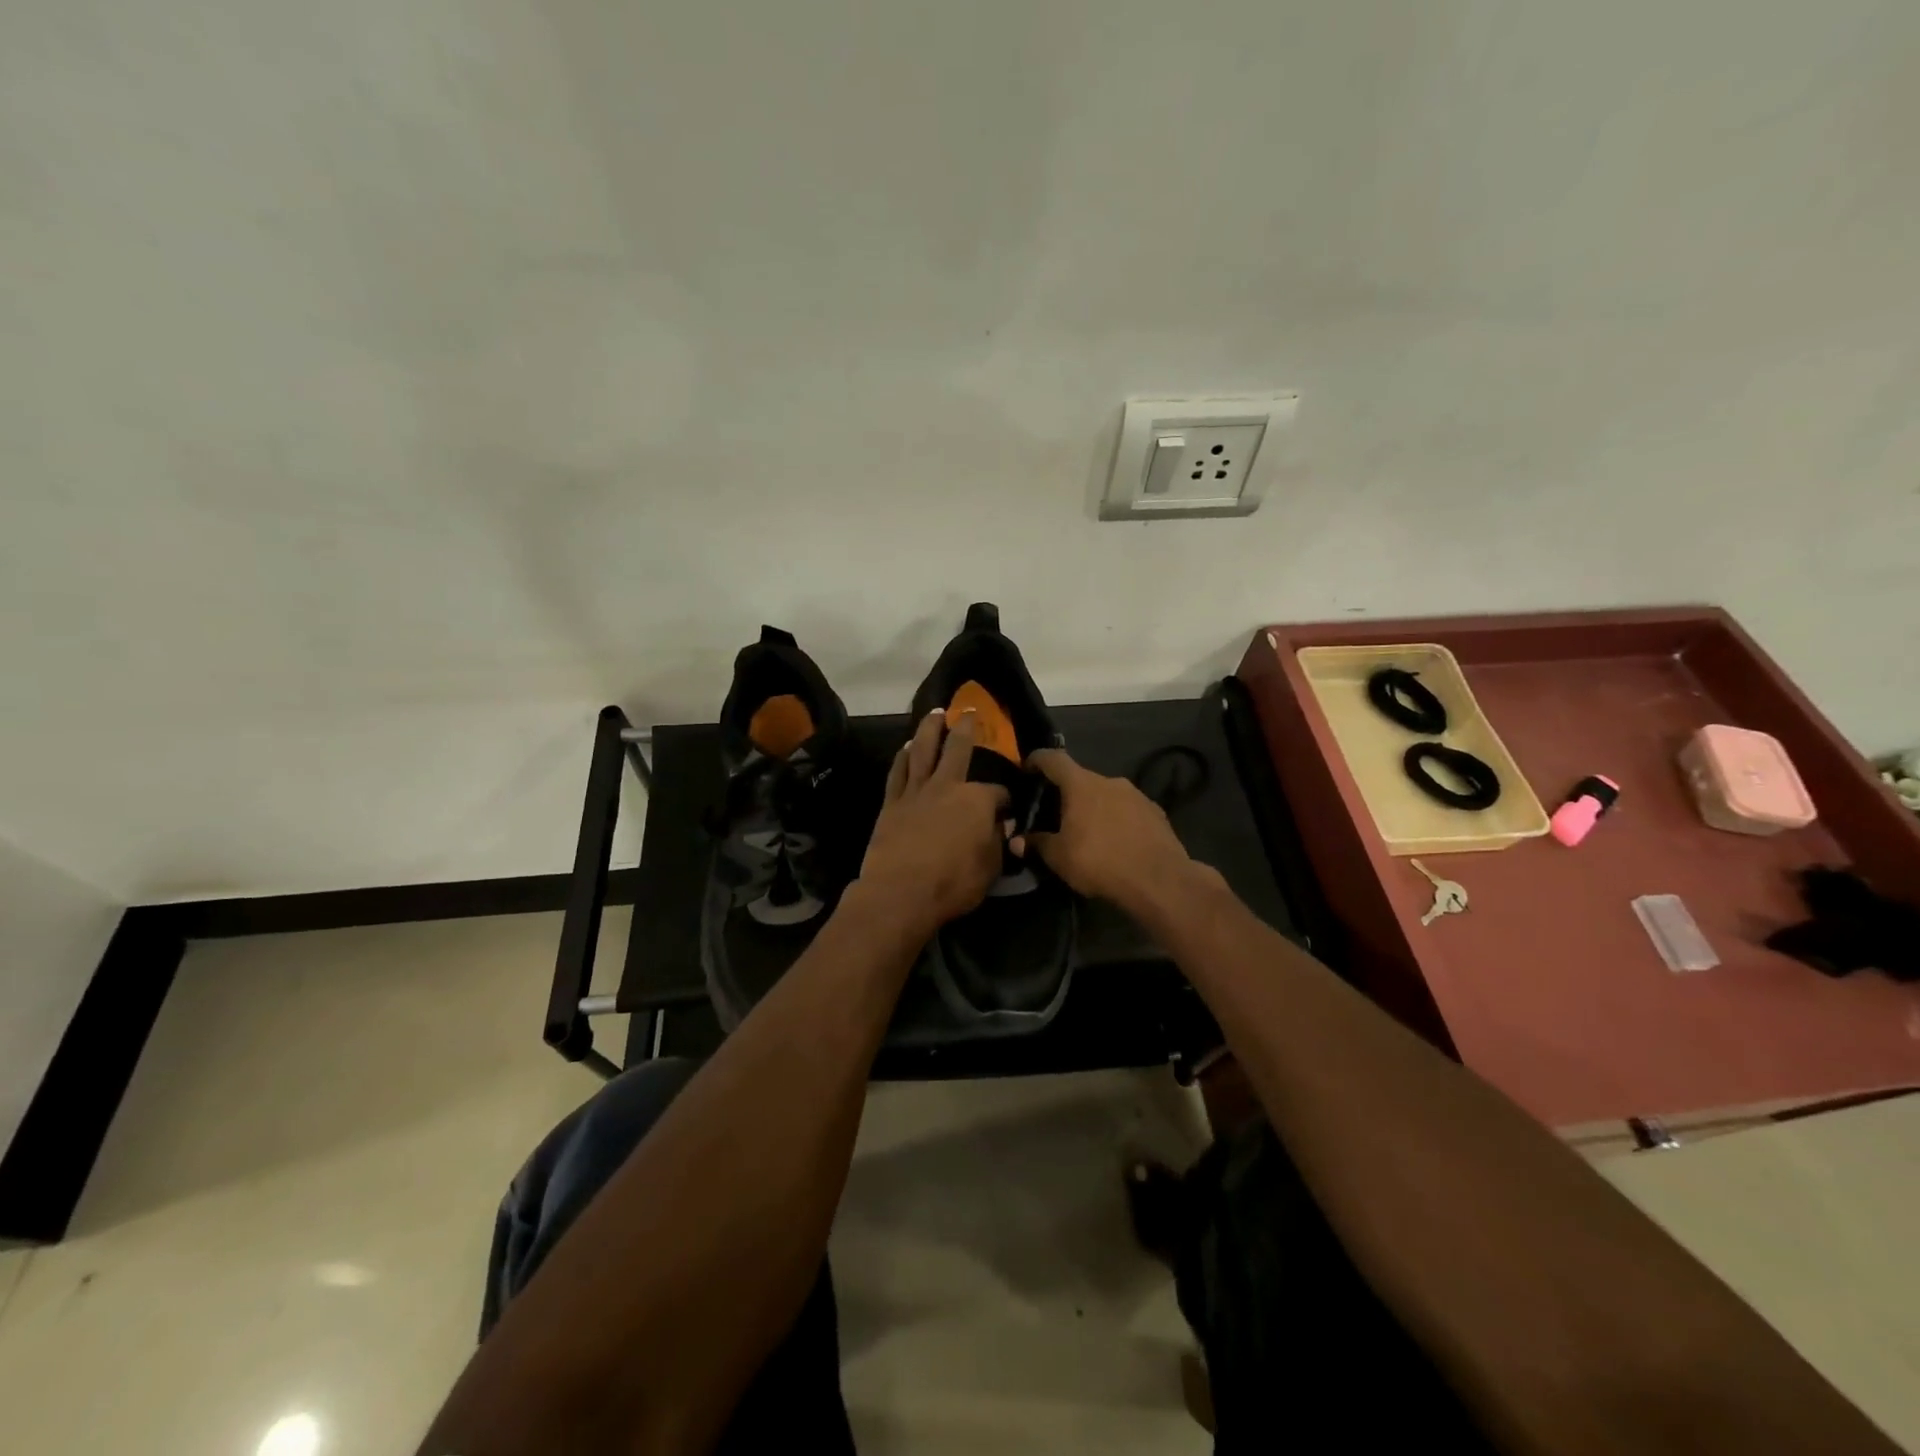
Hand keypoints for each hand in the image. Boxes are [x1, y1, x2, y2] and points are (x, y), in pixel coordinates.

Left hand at [855, 710, 1009, 939]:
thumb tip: (1000, 827)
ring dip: (929, 729)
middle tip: (968, 711)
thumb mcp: (990, 869)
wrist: (900, 892)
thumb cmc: (952, 884)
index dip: (1005, 800)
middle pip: (958, 749)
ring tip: (934, 714)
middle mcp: (947, 786)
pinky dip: (903, 757)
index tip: (1007, 810)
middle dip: (966, 728)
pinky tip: (906, 747)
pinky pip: (898, 772)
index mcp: (977, 800)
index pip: (998, 793)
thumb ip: (997, 844)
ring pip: (923, 750)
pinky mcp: (892, 803)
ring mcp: (916, 792)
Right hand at [1027, 749, 1195, 909]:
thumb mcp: (1059, 858)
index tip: (1027, 768)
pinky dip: (1118, 819)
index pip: (1054, 759)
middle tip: (1057, 814)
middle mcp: (1110, 781)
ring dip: (1095, 807)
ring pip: (1107, 794)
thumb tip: (1016, 841)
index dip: (1037, 760)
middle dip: (1067, 793)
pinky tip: (1117, 842)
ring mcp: (1136, 795)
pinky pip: (1128, 810)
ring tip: (1089, 831)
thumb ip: (1037, 844)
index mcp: (1081, 785)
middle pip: (1081, 778)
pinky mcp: (1156, 812)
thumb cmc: (1100, 862)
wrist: (1159, 880)